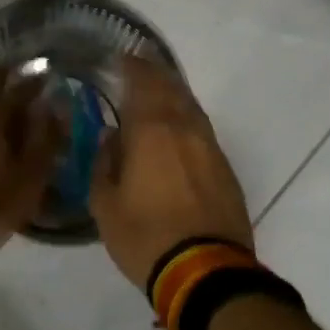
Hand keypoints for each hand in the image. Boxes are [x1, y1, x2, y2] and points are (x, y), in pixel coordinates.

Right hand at [91, 54, 252, 290]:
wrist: (206, 272)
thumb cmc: (145, 237)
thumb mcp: (105, 205)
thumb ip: (104, 163)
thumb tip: (111, 137)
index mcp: (152, 130)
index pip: (144, 82)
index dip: (133, 66)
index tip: (123, 57)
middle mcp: (185, 129)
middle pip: (172, 88)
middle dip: (155, 75)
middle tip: (140, 69)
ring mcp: (211, 148)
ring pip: (192, 108)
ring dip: (174, 96)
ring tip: (159, 95)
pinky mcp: (225, 170)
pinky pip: (203, 132)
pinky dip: (187, 122)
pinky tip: (179, 133)